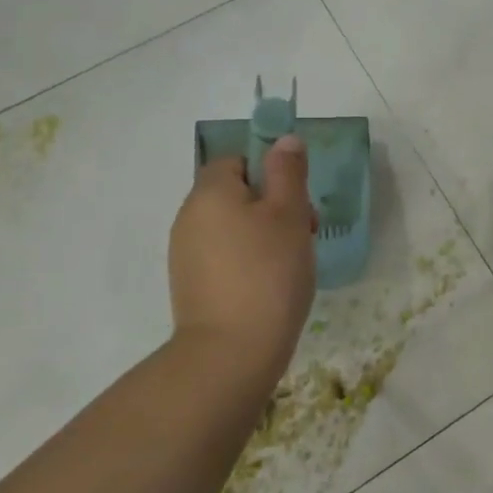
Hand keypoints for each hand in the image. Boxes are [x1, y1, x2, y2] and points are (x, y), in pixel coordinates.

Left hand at [168, 136, 316, 368]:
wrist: (231, 352)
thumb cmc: (268, 272)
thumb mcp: (289, 213)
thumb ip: (288, 171)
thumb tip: (284, 140)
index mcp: (210, 192)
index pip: (236, 160)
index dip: (269, 171)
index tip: (296, 198)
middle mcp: (189, 217)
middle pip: (235, 194)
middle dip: (273, 206)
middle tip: (306, 231)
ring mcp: (186, 255)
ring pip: (232, 227)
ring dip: (263, 235)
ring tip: (293, 262)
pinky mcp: (191, 285)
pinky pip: (224, 257)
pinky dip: (248, 261)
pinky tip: (271, 285)